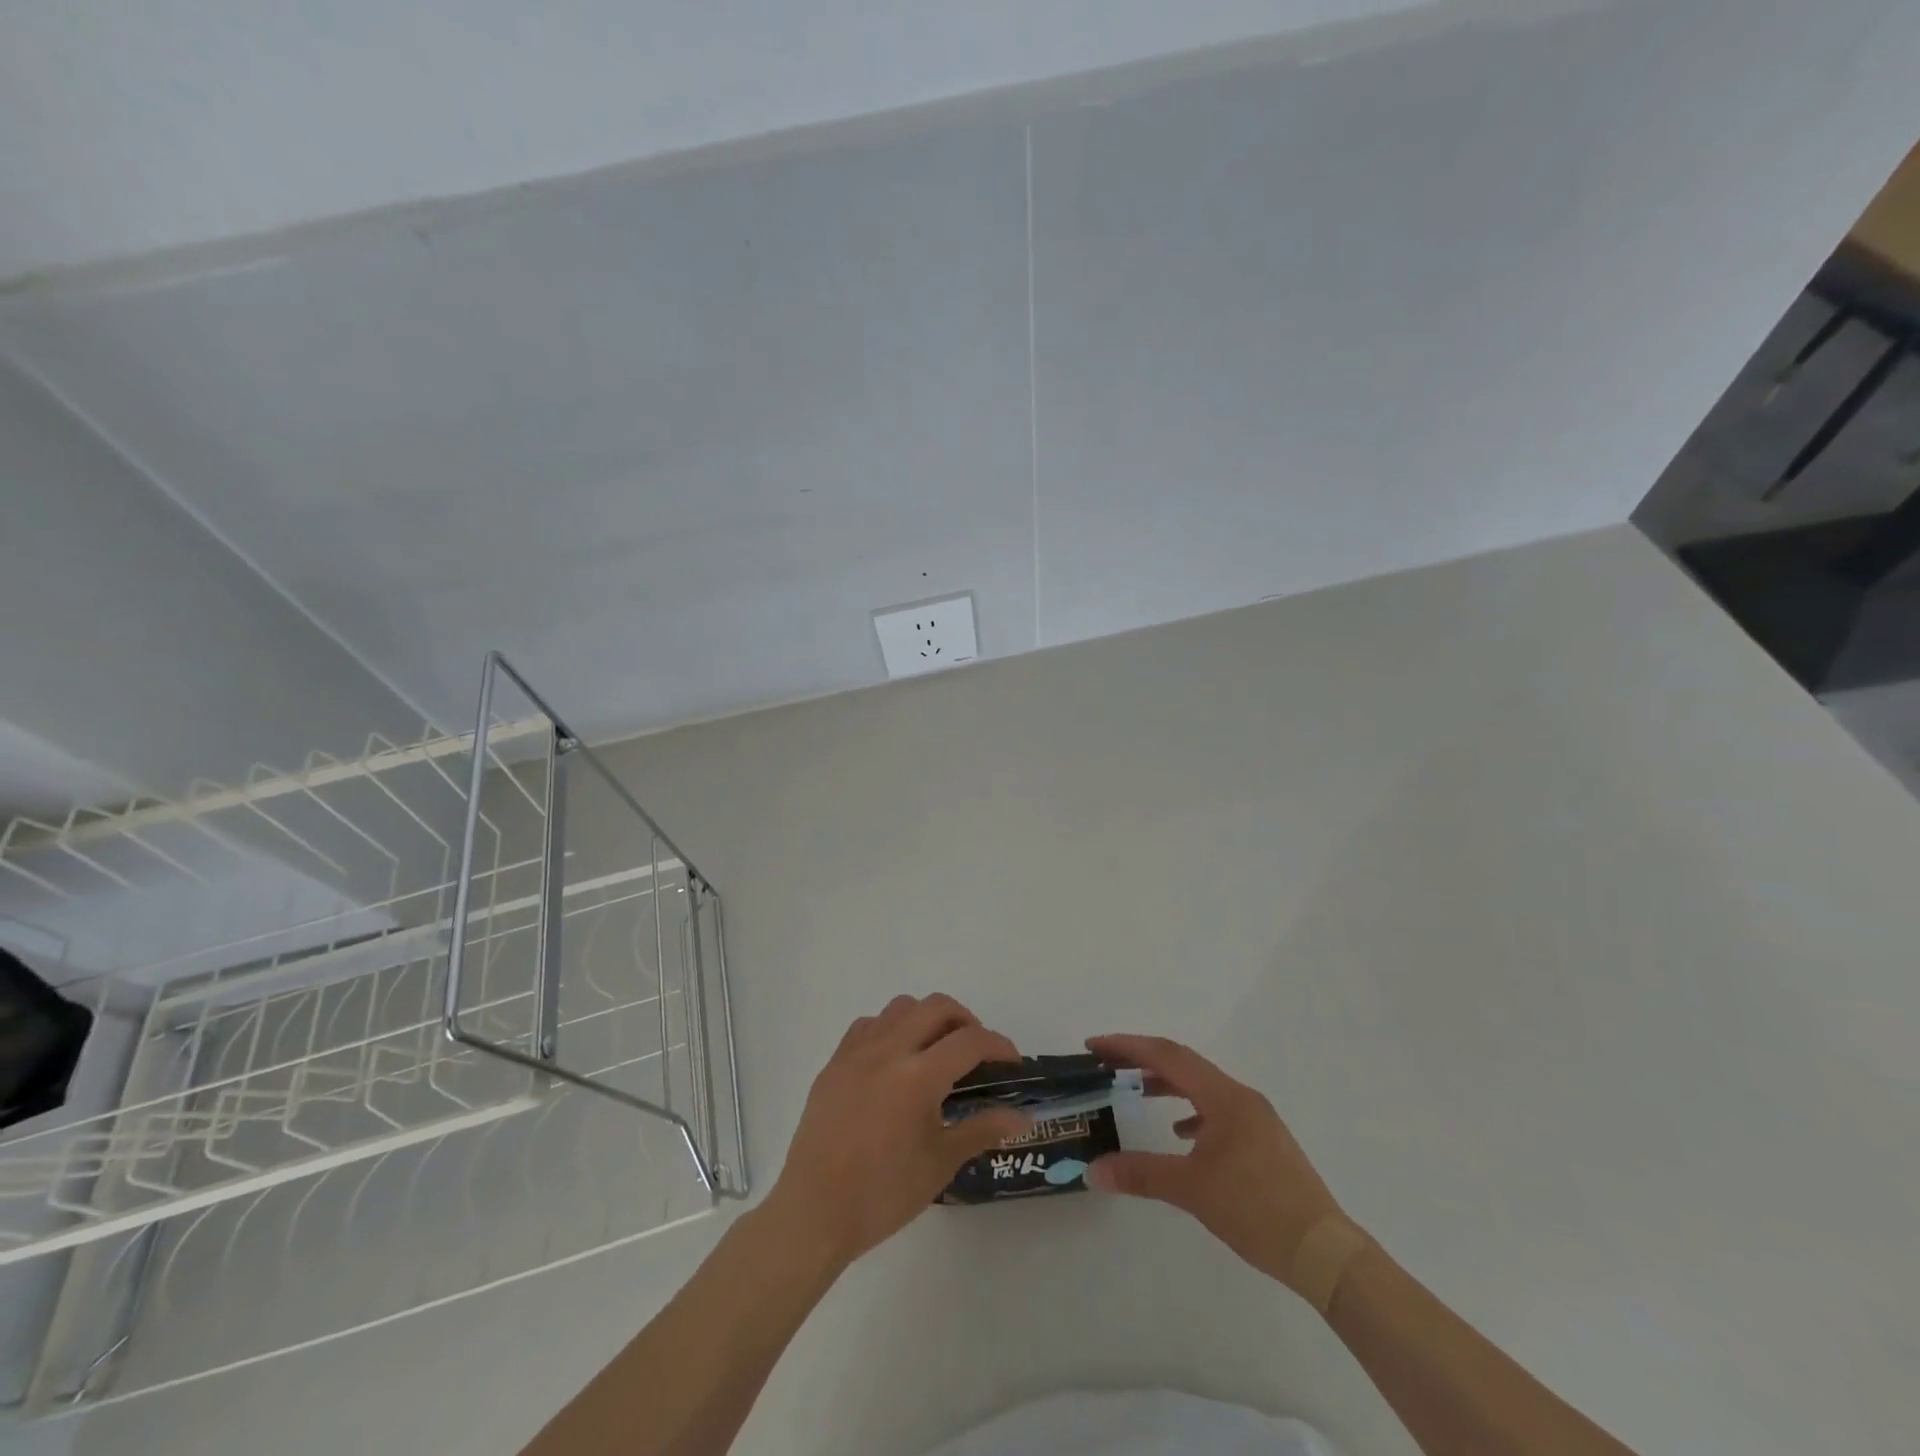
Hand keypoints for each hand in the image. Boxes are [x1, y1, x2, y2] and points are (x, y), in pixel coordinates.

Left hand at [766, 994, 1028, 1267]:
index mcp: (919, 1077)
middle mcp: (889, 1050)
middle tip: (976, 1052)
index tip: (1011, 1063)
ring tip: (936, 1051)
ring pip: (901, 1007)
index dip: (998, 1045)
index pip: (970, 1041)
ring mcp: (857, 1052)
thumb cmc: (883, 1194)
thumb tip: (1022, 1117)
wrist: (814, 1212)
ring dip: (927, 1018)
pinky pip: (869, 1025)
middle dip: (966, 1021)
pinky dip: (891, 1029)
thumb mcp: (940, 1163)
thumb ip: (982, 1129)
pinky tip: (895, 1061)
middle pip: (937, 1007)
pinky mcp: (834, 1062)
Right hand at [1085, 1034, 1345, 1289]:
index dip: (1127, 1046)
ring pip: (1202, 1085)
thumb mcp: (1191, 1190)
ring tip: (1137, 1091)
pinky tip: (1182, 1133)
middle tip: (1107, 1063)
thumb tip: (1092, 1170)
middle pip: (1184, 1063)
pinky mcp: (1264, 1140)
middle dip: (1143, 1059)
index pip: (1167, 1056)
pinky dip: (1192, 1110)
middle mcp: (1241, 1096)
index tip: (1094, 1046)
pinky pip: (1218, 1109)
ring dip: (1168, 1083)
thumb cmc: (1256, 1210)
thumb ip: (1140, 1174)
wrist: (1325, 1253)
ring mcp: (1257, 1118)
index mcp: (1224, 1097)